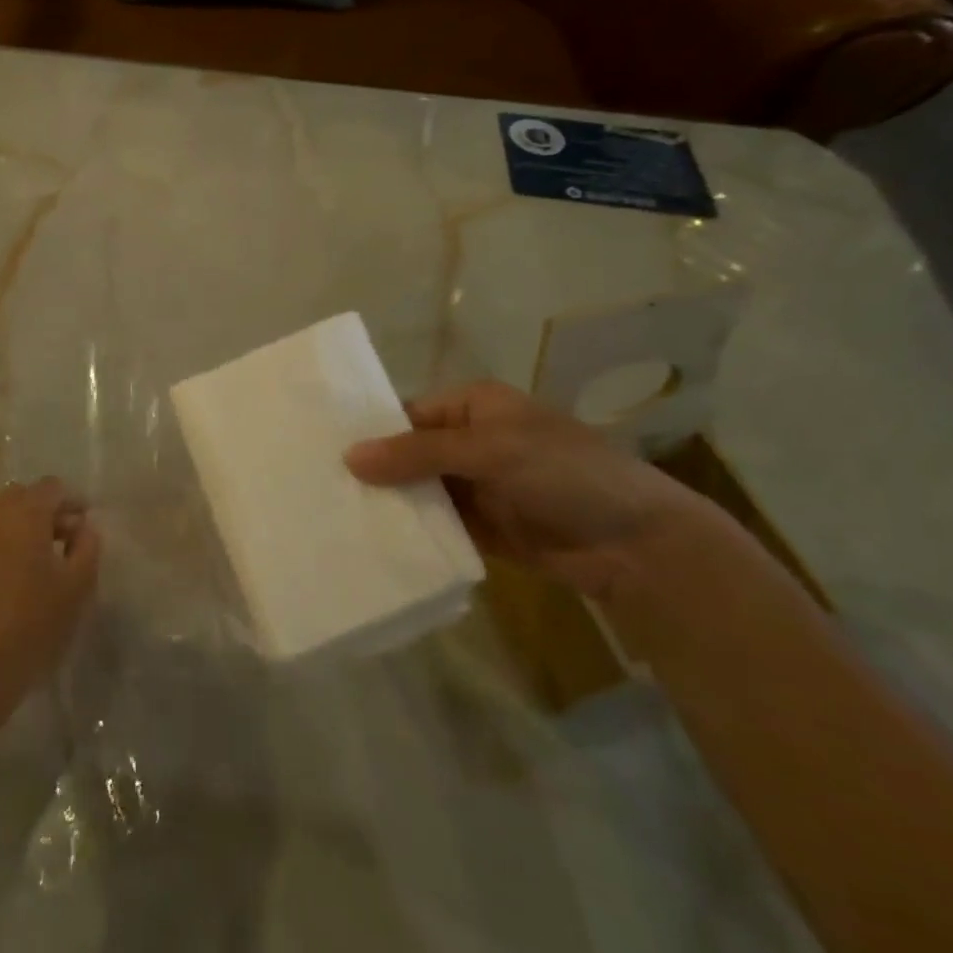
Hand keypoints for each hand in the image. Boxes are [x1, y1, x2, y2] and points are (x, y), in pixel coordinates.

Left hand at [0, 478, 99, 745]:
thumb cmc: (29, 628)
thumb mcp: (76, 589)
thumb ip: (87, 547)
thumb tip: (82, 527)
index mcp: (22, 513)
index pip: (52, 488)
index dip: (72, 503)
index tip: (84, 527)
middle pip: (22, 497)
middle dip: (44, 512)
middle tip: (63, 544)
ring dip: (18, 528)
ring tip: (35, 563)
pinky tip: (5, 578)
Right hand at [344, 381, 713, 601]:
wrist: (636, 545)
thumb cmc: (564, 472)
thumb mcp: (489, 450)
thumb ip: (419, 453)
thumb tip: (348, 456)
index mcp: (473, 406)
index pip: (407, 413)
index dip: (369, 431)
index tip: (320, 450)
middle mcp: (468, 442)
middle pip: (408, 454)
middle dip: (373, 471)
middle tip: (316, 488)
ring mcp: (474, 487)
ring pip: (418, 492)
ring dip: (388, 504)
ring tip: (331, 517)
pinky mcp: (481, 529)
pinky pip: (435, 526)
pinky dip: (410, 533)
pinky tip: (370, 542)